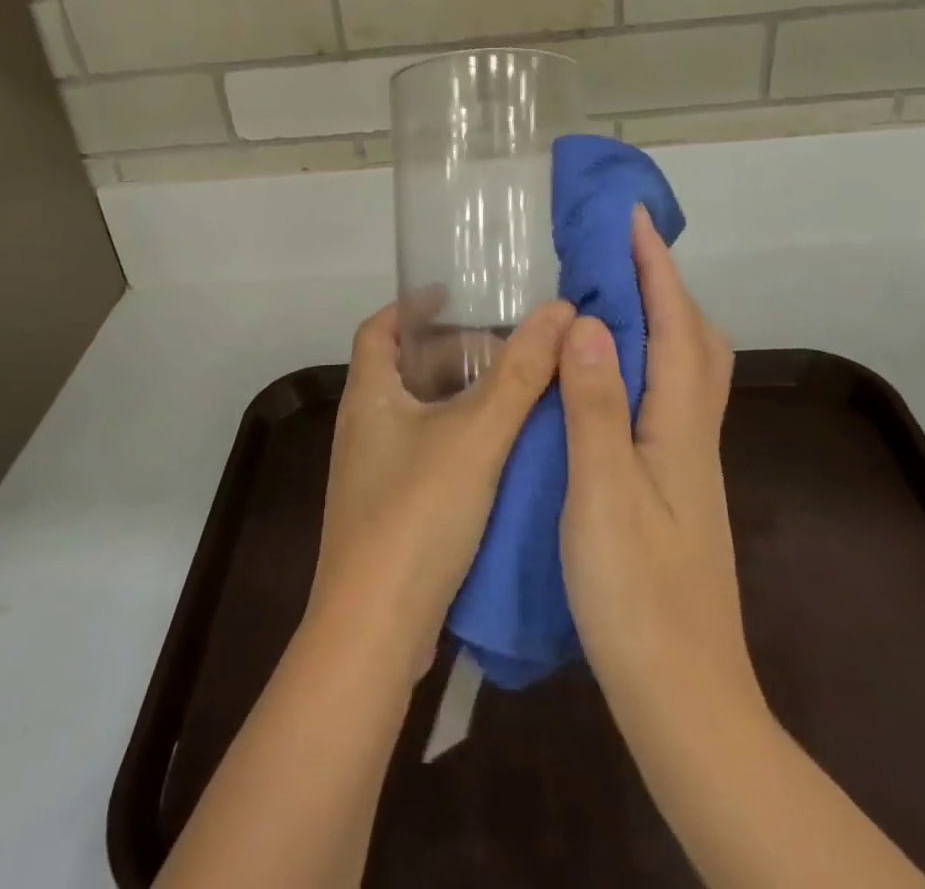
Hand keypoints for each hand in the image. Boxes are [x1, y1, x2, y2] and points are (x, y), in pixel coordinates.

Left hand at [311, 297, 574, 675]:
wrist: (376, 629)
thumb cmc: (417, 513)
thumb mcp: (477, 434)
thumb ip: (520, 373)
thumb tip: (560, 311)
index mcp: (369, 397)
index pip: (378, 329)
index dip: (411, 306)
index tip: (453, 294)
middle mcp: (364, 428)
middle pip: (405, 371)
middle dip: (452, 354)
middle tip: (506, 350)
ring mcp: (373, 473)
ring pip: (420, 415)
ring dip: (462, 400)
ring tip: (515, 393)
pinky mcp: (390, 511)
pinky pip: (427, 454)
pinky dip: (461, 440)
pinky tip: (503, 452)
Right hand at [557, 207, 758, 732]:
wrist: (682, 696)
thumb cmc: (636, 595)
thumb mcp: (603, 495)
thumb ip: (596, 407)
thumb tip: (587, 323)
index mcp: (679, 427)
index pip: (674, 326)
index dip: (654, 267)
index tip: (631, 217)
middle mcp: (692, 434)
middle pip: (695, 341)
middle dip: (663, 285)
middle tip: (618, 253)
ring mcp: (687, 463)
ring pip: (685, 370)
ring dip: (658, 320)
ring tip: (609, 299)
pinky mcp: (674, 486)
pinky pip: (665, 398)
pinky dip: (644, 363)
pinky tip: (607, 378)